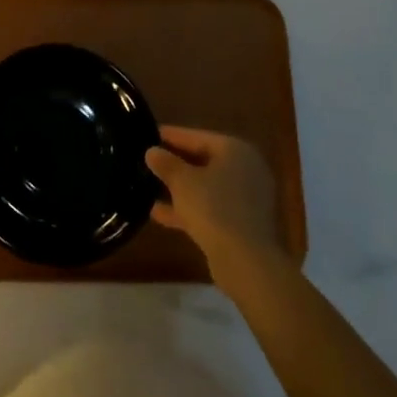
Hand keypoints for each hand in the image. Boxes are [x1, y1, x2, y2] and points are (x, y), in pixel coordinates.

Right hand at [146, 127, 284, 278]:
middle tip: (148, 161)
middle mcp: (246, 170)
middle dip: (175, 164)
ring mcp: (247, 199)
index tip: (148, 133)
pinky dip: (189, 209)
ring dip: (180, 189)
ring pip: (207, 187)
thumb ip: (166, 163)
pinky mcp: (243, 224)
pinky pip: (211, 208)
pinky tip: (159, 214)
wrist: (247, 262)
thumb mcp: (182, 181)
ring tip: (148, 187)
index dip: (171, 136)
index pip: (197, 136)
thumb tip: (152, 152)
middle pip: (203, 161)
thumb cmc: (214, 208)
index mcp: (235, 150)